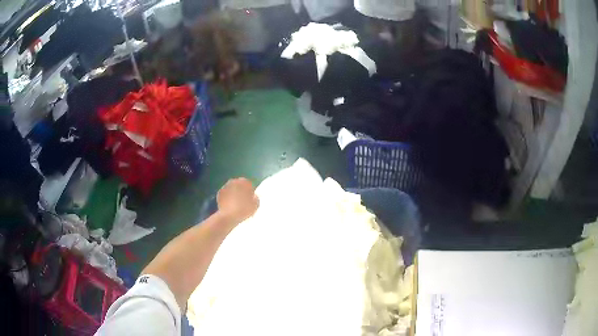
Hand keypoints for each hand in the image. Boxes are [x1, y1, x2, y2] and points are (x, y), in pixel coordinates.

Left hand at [217, 178, 258, 223]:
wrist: (229, 216)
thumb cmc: (244, 210)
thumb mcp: (256, 205)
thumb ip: (256, 198)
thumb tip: (253, 196)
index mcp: (243, 182)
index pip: (248, 184)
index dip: (250, 191)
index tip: (250, 198)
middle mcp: (233, 181)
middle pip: (239, 185)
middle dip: (241, 191)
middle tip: (243, 201)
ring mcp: (225, 187)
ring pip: (231, 189)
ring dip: (234, 194)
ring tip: (236, 204)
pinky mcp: (219, 193)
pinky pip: (226, 195)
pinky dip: (227, 198)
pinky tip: (229, 206)